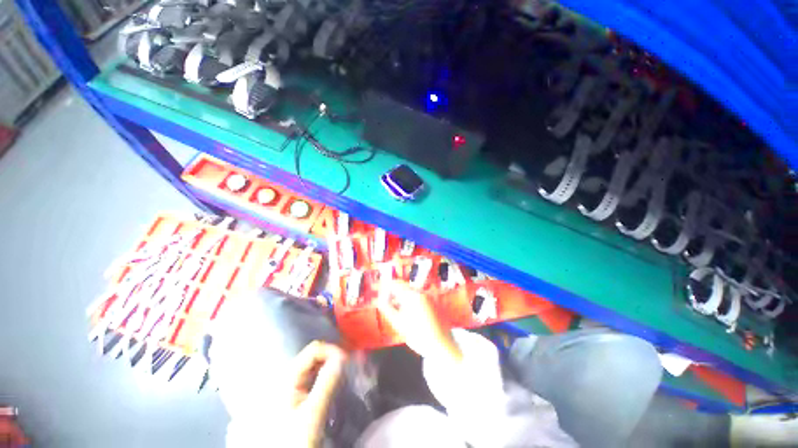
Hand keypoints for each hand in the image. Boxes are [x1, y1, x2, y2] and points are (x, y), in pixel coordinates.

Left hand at [287, 341, 347, 447]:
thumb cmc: (296, 438)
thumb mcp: (313, 411)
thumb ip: (327, 382)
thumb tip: (343, 357)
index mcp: (288, 377)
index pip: (313, 350)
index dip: (331, 351)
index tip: (347, 360)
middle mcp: (289, 376)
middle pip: (314, 354)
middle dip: (332, 355)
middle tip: (349, 364)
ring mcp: (294, 384)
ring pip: (316, 363)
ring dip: (331, 363)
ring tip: (345, 370)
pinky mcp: (299, 392)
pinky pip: (315, 374)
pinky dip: (327, 372)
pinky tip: (335, 378)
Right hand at [377, 282, 462, 362]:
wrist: (442, 346)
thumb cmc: (419, 336)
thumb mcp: (399, 323)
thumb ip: (387, 308)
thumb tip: (380, 299)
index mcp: (412, 295)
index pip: (396, 284)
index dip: (386, 286)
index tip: (380, 293)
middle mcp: (421, 292)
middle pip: (404, 287)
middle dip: (394, 293)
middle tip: (386, 303)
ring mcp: (429, 297)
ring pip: (411, 293)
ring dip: (402, 298)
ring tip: (396, 310)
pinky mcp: (433, 302)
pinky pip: (418, 297)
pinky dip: (411, 301)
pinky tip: (408, 313)